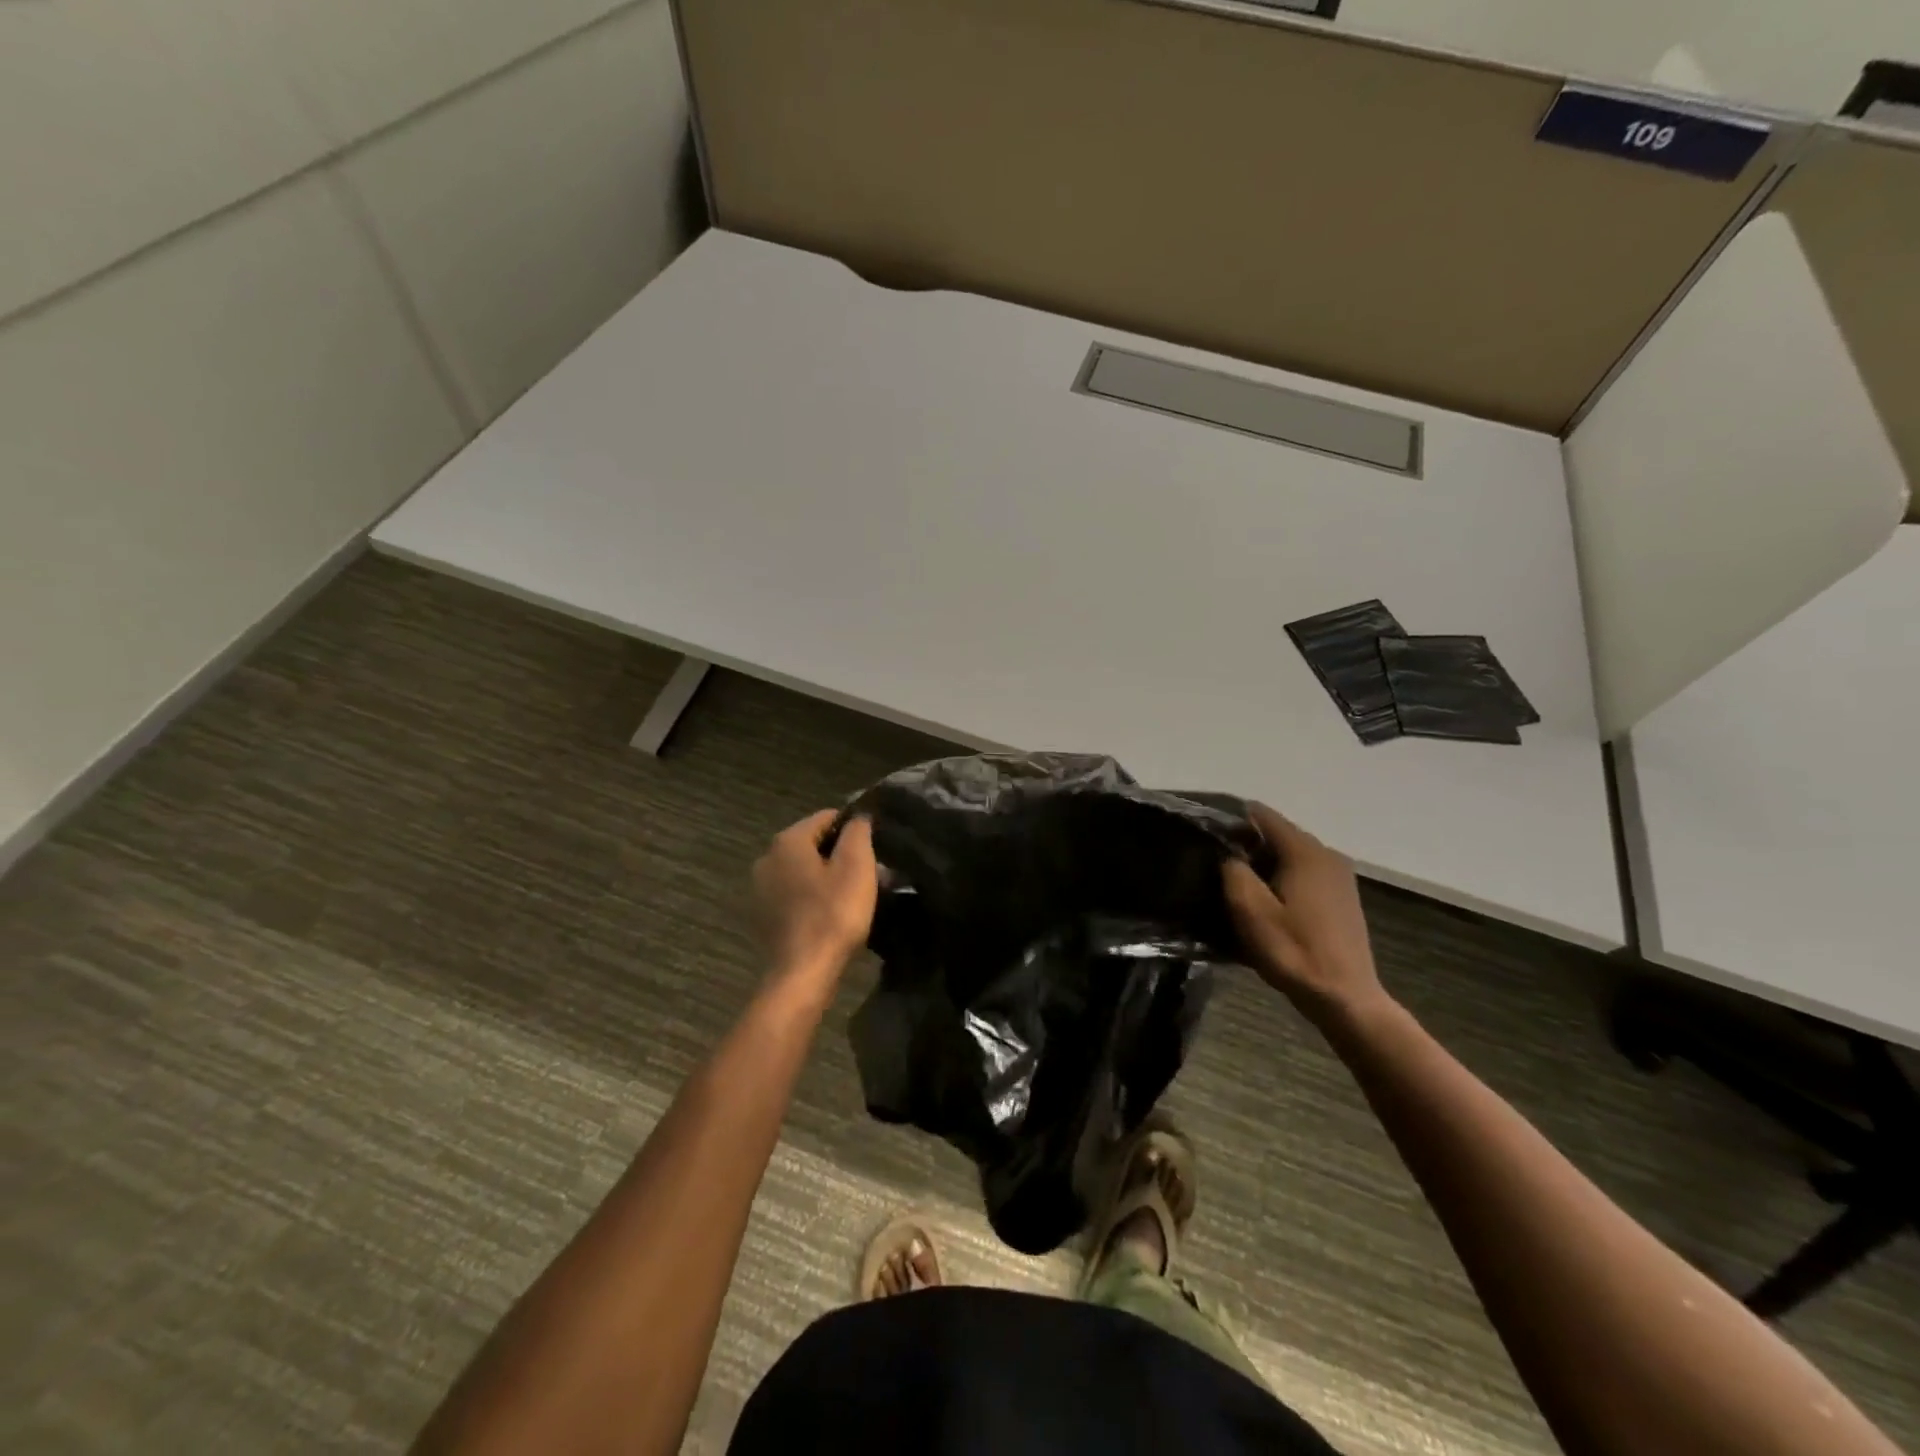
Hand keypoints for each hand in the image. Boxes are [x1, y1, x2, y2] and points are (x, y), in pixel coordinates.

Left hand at [752, 810, 877, 980]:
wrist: (802, 973)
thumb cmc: (833, 914)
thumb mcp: (856, 866)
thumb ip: (858, 832)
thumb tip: (858, 816)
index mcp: (788, 840)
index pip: (827, 817)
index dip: (854, 828)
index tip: (874, 849)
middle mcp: (767, 857)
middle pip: (813, 843)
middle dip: (841, 853)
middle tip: (870, 874)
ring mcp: (760, 887)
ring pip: (803, 869)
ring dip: (827, 876)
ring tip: (853, 895)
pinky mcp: (762, 913)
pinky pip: (793, 892)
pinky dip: (811, 896)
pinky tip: (830, 913)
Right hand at [1222, 803, 1386, 1025]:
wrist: (1345, 999)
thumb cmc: (1294, 952)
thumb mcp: (1250, 911)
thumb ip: (1233, 871)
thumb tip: (1229, 855)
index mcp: (1305, 851)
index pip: (1261, 814)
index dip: (1230, 821)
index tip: (1207, 837)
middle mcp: (1326, 854)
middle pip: (1276, 834)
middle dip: (1247, 845)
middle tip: (1215, 866)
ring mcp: (1339, 876)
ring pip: (1290, 856)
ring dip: (1264, 865)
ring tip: (1237, 887)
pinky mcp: (1342, 897)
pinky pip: (1304, 874)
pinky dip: (1283, 880)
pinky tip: (1268, 905)